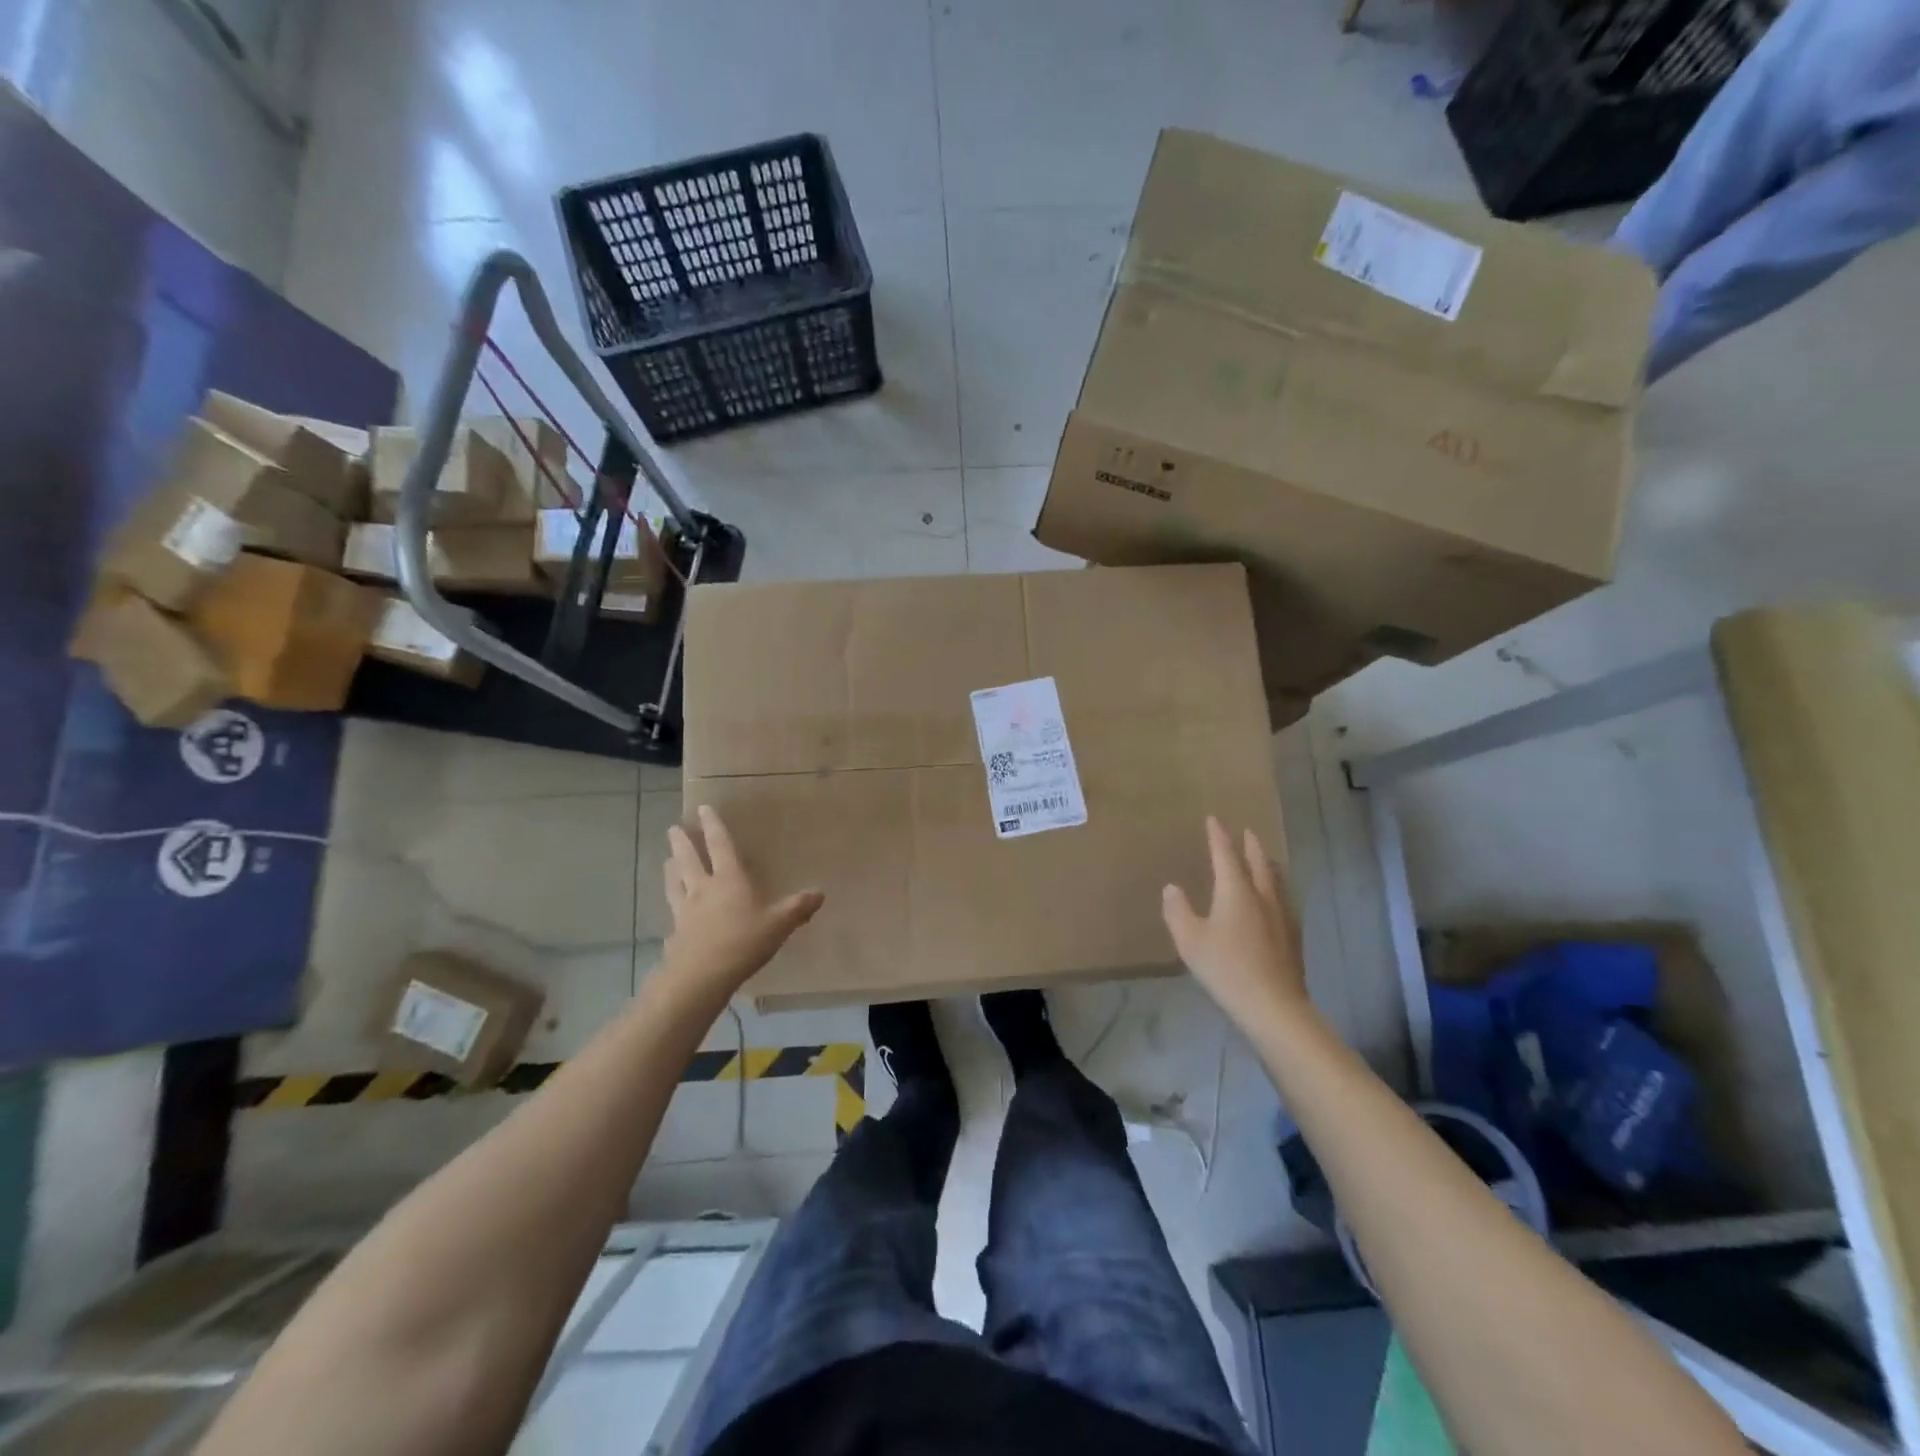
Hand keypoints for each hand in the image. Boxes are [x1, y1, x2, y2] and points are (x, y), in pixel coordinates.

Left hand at [662, 805, 823, 994]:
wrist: (700, 977)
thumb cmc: (743, 942)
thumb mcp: (778, 925)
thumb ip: (798, 908)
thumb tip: (820, 893)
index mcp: (729, 879)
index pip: (720, 845)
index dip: (713, 826)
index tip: (703, 808)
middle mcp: (703, 888)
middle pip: (689, 859)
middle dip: (682, 842)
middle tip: (673, 829)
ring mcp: (685, 910)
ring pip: (675, 882)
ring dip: (671, 868)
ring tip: (667, 860)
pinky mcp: (676, 932)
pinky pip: (672, 911)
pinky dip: (672, 903)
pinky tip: (672, 909)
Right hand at [1162, 816, 1311, 1034]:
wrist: (1274, 1005)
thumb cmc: (1226, 968)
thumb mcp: (1190, 940)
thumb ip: (1178, 911)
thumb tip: (1172, 888)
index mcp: (1236, 891)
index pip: (1226, 855)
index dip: (1219, 836)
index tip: (1214, 819)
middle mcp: (1263, 896)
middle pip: (1258, 863)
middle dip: (1251, 846)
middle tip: (1247, 832)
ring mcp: (1282, 916)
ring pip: (1276, 881)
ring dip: (1267, 865)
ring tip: (1264, 859)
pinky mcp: (1293, 937)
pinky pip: (1284, 900)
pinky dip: (1277, 889)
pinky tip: (1277, 901)